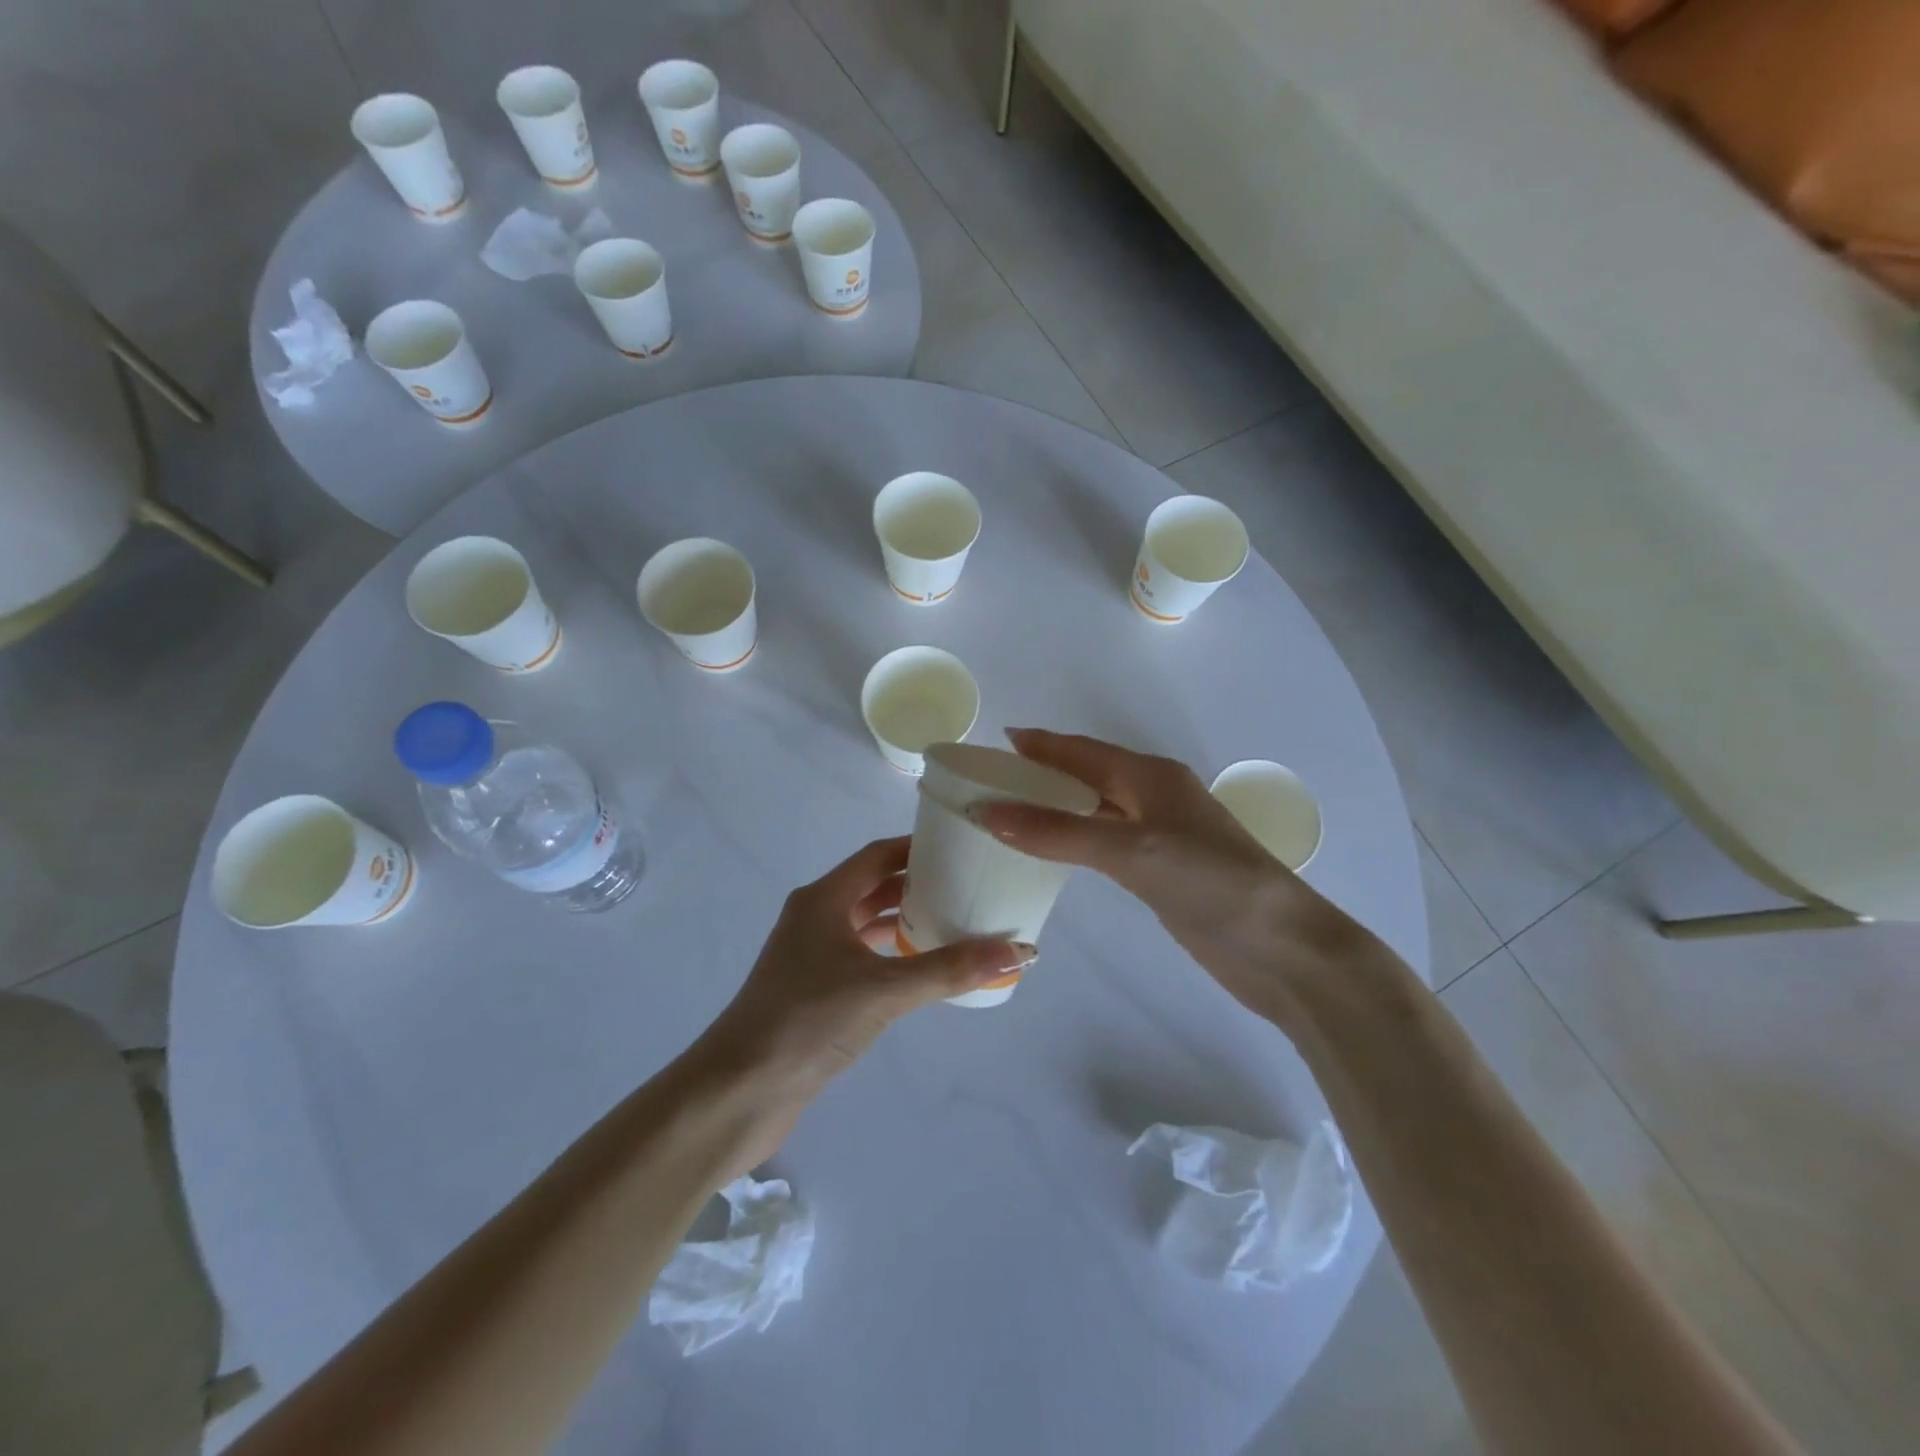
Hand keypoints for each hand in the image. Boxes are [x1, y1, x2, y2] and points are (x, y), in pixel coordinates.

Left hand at [710, 836, 1035, 1099]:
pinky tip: (924, 968)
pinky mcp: (815, 990)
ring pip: (868, 923)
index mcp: (823, 899)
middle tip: (969, 884)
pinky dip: (893, 955)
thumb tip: (1022, 951)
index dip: (917, 847)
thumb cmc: (807, 1021)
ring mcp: (812, 955)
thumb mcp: (884, 990)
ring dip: (906, 920)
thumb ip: (950, 969)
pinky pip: (863, 957)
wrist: (740, 1091)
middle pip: (874, 886)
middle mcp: (815, 917)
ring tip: (957, 921)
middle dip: (918, 884)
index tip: (961, 846)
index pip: (877, 856)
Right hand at [973, 729, 1358, 1019]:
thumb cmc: (1210, 882)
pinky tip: (1053, 851)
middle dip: (1044, 773)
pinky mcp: (1162, 872)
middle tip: (993, 779)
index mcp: (1152, 777)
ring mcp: (1161, 836)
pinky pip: (1105, 843)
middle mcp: (1156, 798)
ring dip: (1056, 806)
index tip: (999, 739)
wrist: (1281, 948)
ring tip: (1011, 810)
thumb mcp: (1131, 850)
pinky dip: (1074, 840)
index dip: (1043, 744)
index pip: (1084, 752)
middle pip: (1088, 776)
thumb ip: (1060, 831)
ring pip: (1096, 809)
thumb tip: (989, 812)